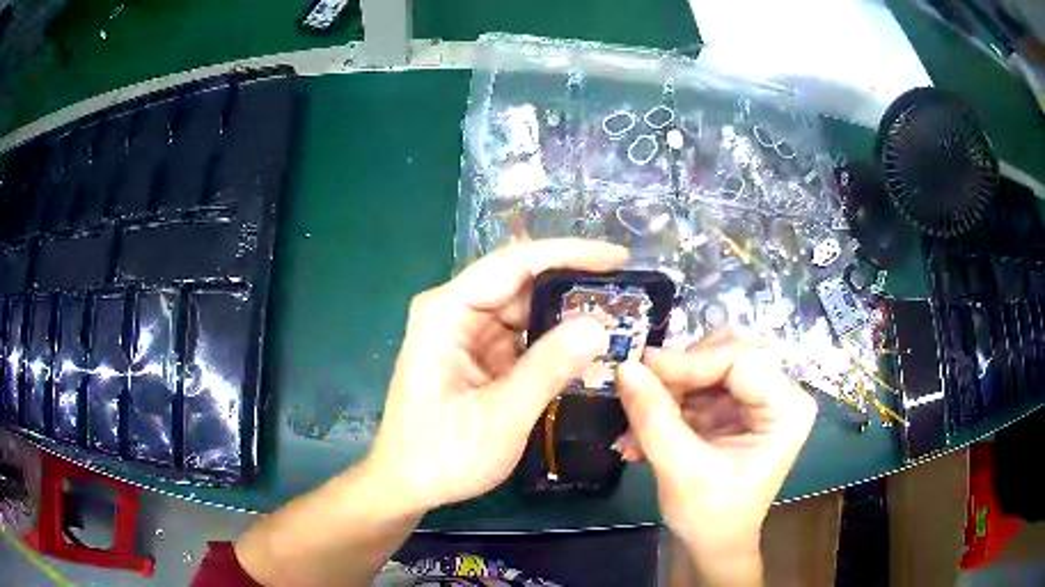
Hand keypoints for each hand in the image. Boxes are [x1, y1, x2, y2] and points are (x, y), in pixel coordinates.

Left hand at [365, 239, 627, 512]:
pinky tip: (590, 346)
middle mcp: (455, 311)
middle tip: (630, 294)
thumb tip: (598, 326)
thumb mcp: (499, 418)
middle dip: (576, 285)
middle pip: (523, 281)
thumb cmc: (442, 455)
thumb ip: (547, 370)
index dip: (569, 254)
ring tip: (621, 316)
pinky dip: (556, 340)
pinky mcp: (479, 353)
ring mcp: (467, 332)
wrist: (408, 484)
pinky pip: (524, 335)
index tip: (620, 257)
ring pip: (527, 308)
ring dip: (570, 313)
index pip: (514, 264)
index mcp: (446, 312)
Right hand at [615, 331, 816, 584]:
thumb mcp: (681, 470)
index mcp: (788, 408)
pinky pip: (699, 384)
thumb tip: (624, 365)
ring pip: (709, 363)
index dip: (689, 361)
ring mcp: (759, 398)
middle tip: (639, 392)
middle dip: (679, 373)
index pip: (741, 360)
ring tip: (636, 420)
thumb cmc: (710, 516)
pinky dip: (669, 401)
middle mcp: (780, 394)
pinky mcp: (736, 407)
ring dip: (669, 388)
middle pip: (726, 353)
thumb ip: (654, 417)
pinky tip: (641, 430)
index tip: (641, 369)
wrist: (713, 544)